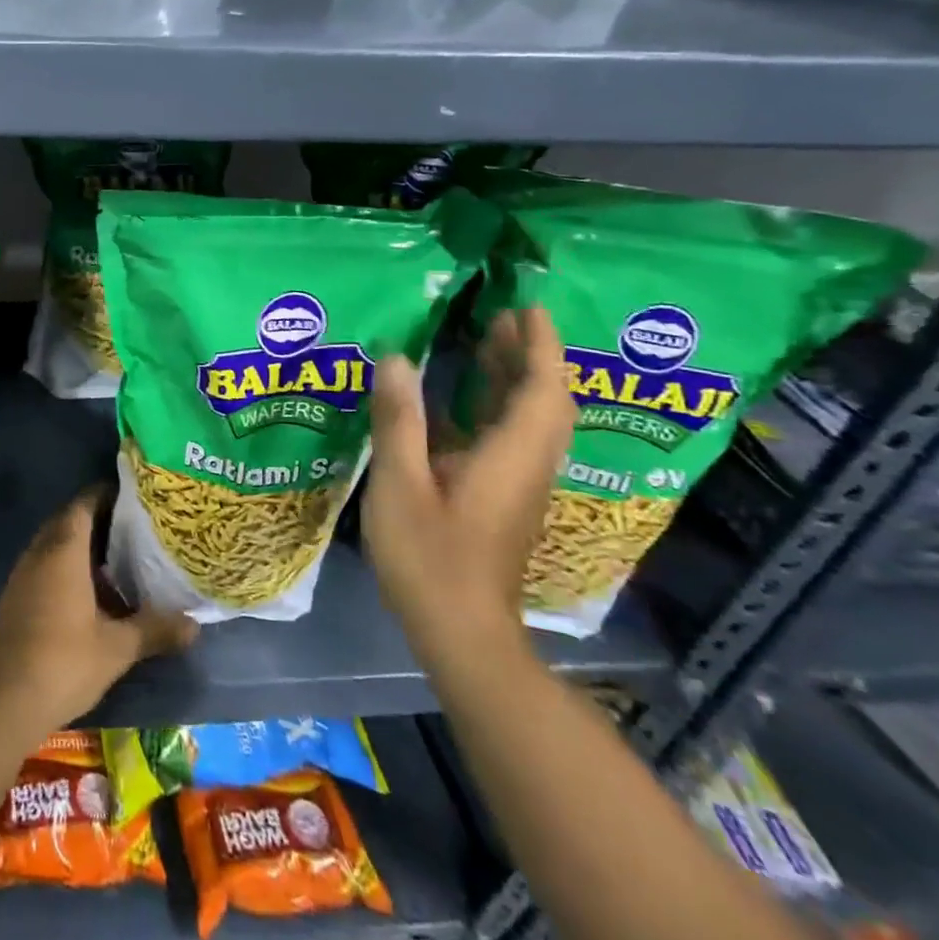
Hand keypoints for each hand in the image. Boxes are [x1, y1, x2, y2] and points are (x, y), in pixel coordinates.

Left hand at [0, 491, 197, 734]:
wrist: (5, 700)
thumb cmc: (64, 661)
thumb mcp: (117, 648)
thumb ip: (155, 630)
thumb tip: (194, 624)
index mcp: (63, 551)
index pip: (84, 504)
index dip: (107, 495)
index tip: (134, 498)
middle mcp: (40, 552)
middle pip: (68, 521)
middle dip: (97, 521)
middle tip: (132, 529)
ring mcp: (23, 575)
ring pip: (54, 545)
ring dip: (81, 547)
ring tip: (117, 561)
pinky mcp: (15, 597)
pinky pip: (44, 566)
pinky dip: (66, 568)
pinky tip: (90, 594)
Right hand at [361, 308, 573, 667]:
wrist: (461, 633)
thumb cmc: (430, 557)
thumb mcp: (400, 483)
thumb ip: (399, 419)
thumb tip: (394, 358)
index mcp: (511, 457)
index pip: (541, 390)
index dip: (540, 346)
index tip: (527, 307)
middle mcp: (525, 466)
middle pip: (543, 401)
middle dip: (529, 355)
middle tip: (499, 315)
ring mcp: (515, 485)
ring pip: (528, 421)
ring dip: (514, 378)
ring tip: (484, 341)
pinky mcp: (500, 499)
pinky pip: (507, 438)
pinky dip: (493, 407)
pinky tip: (456, 400)